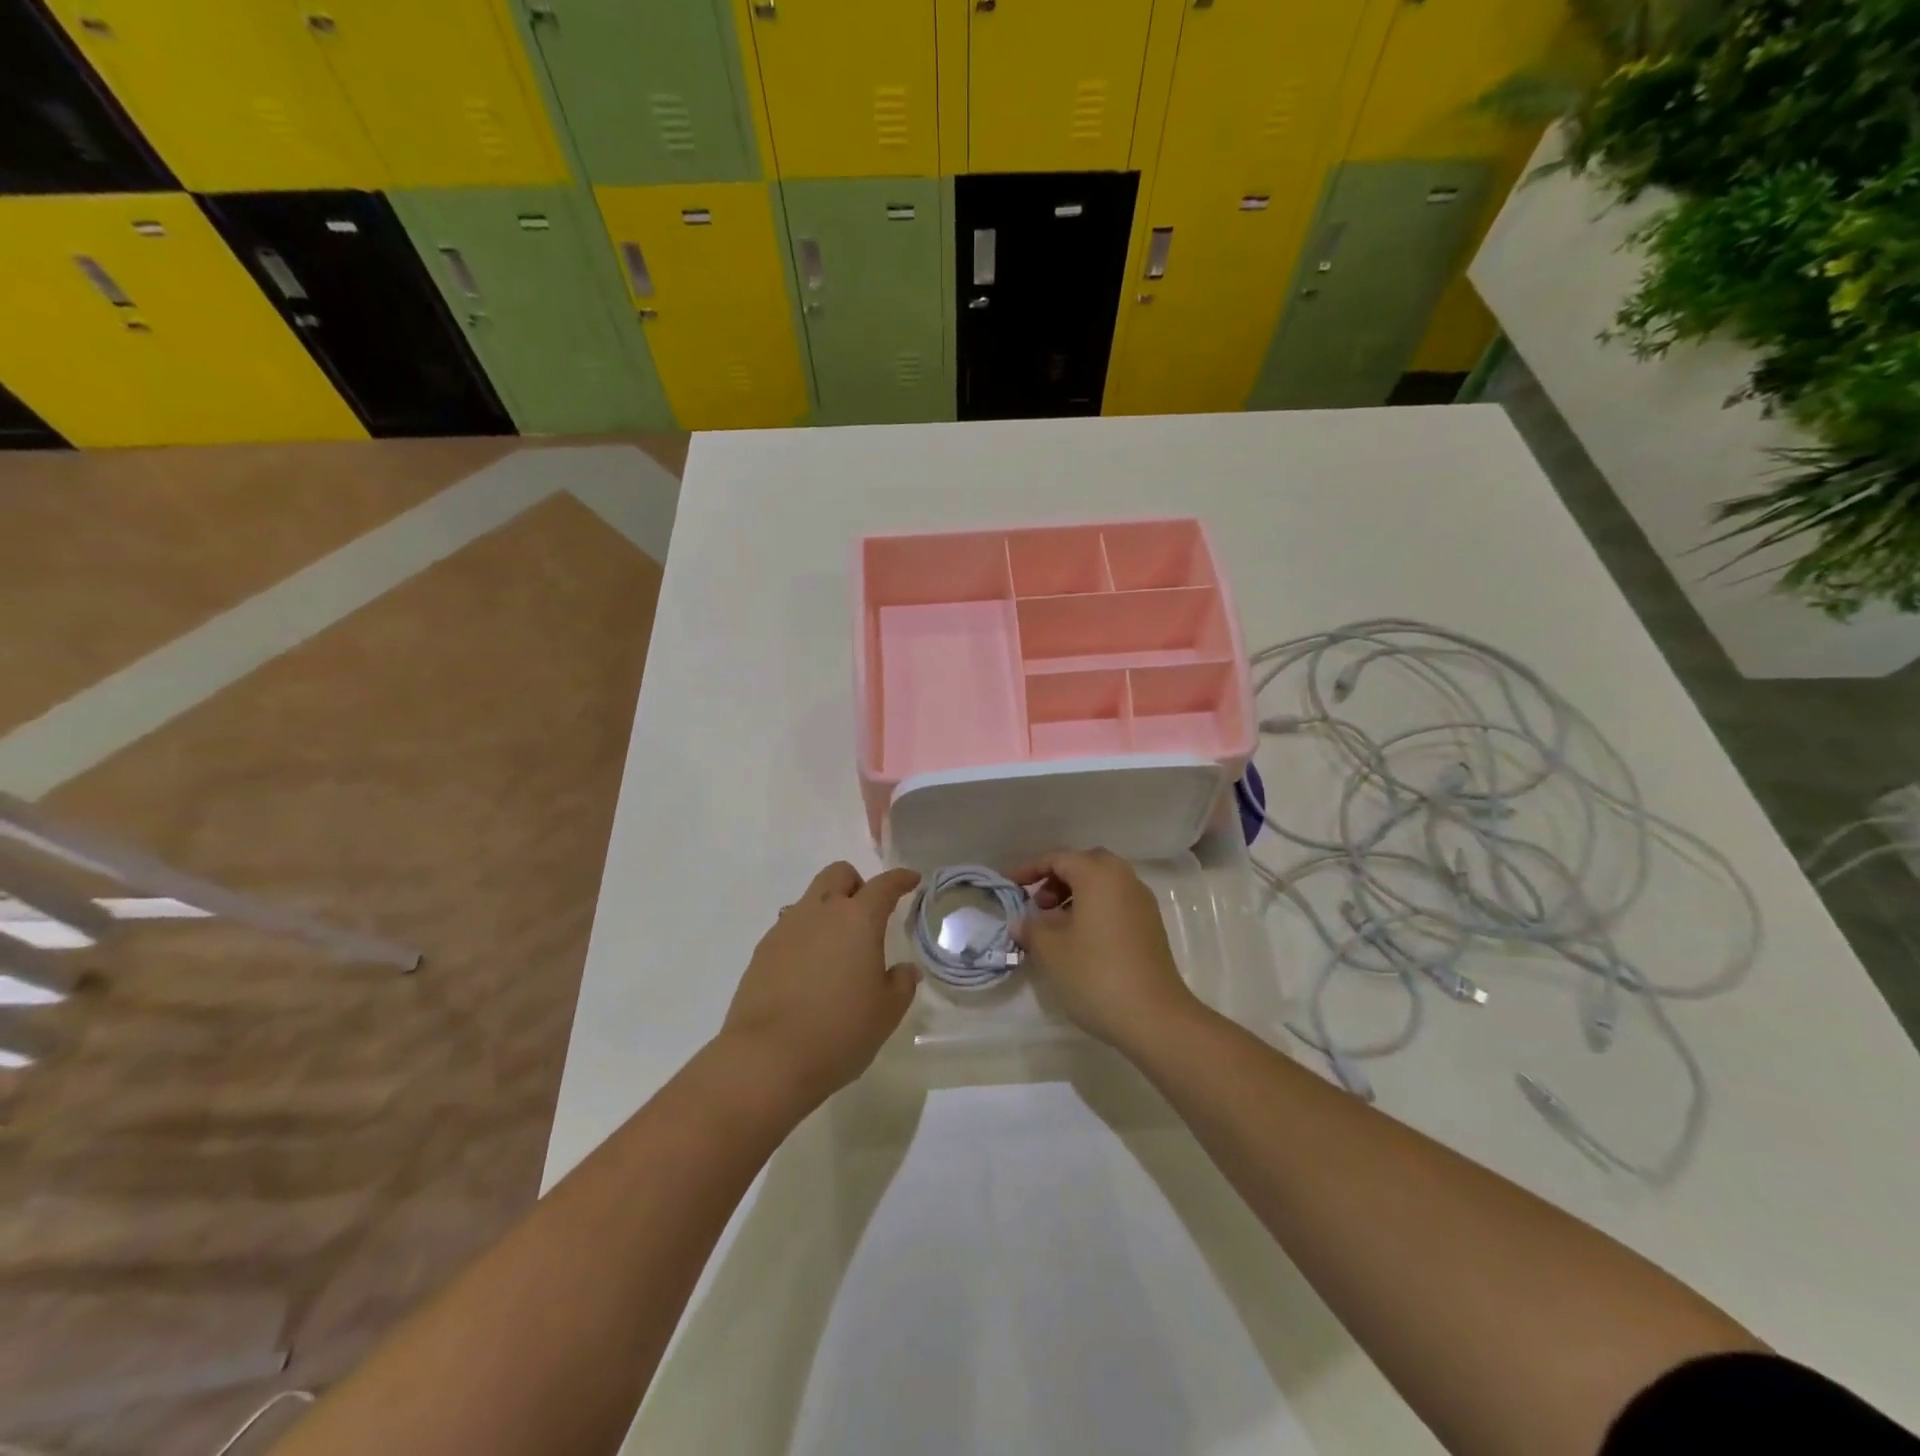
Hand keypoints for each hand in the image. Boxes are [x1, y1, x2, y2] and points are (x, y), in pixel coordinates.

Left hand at [719, 862, 920, 1104]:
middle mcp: (820, 912)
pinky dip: (805, 937)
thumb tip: (904, 970)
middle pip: (839, 875)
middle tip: (869, 914)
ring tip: (837, 949)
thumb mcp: (886, 1012)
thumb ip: (901, 984)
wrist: (767, 1059)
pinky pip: (789, 928)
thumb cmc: (840, 1031)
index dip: (900, 879)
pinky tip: (809, 971)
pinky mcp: (762, 951)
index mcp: (858, 919)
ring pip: (810, 899)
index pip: (884, 885)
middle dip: (857, 884)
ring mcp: (786, 929)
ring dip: (828, 910)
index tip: (911, 880)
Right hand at [1011, 848, 1201, 1054]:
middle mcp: (1124, 879)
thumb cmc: (1096, 974)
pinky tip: (1080, 940)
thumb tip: (1022, 921)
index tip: (1009, 884)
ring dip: (1075, 895)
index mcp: (1098, 874)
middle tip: (1038, 904)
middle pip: (1084, 865)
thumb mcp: (1051, 950)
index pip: (1058, 858)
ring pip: (1102, 884)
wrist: (1154, 1017)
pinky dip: (1094, 909)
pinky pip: (1115, 903)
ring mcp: (1142, 902)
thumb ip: (1031, 927)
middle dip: (1056, 879)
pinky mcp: (1151, 926)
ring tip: (1054, 926)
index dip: (1029, 869)